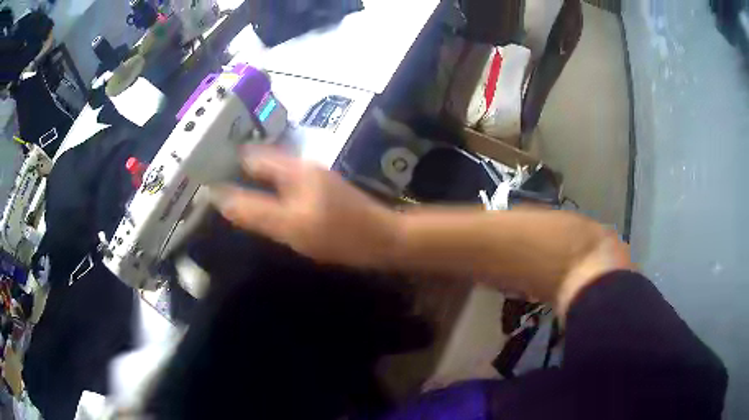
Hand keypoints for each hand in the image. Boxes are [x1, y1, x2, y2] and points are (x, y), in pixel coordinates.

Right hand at [210, 147, 399, 268]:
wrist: (383, 240)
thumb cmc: (338, 233)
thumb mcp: (290, 225)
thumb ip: (253, 211)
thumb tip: (218, 196)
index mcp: (294, 168)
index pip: (252, 156)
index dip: (228, 161)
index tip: (205, 172)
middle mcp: (302, 166)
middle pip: (262, 163)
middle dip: (239, 172)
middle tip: (214, 188)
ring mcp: (314, 178)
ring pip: (274, 175)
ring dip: (254, 182)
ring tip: (231, 196)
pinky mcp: (321, 193)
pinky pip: (286, 188)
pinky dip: (270, 193)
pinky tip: (263, 206)